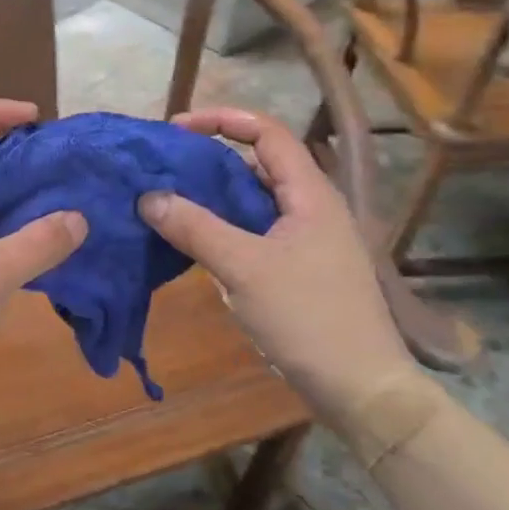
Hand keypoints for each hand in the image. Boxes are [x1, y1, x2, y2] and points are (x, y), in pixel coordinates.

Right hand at [139, 108, 416, 428]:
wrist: (360, 389)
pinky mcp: (298, 269)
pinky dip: (222, 228)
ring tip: (167, 200)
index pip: (267, 133)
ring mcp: (307, 241)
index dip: (222, 120)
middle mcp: (311, 208)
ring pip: (253, 202)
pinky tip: (192, 242)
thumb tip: (147, 196)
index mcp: (310, 195)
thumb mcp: (243, 269)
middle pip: (258, 165)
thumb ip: (194, 227)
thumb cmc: (307, 318)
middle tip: (163, 167)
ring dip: (212, 197)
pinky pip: (254, 232)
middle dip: (209, 159)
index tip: (176, 129)